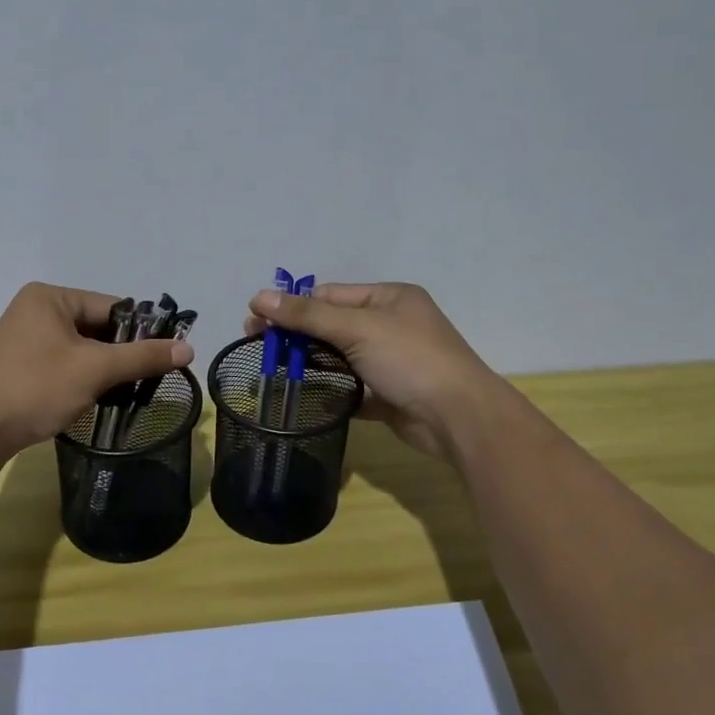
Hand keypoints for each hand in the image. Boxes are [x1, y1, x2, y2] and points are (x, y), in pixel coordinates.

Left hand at [0, 283, 192, 461]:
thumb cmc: (35, 388)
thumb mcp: (95, 369)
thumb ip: (142, 357)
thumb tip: (188, 348)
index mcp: (50, 297)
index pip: (112, 307)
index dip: (141, 332)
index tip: (164, 359)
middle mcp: (36, 310)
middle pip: (98, 327)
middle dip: (122, 354)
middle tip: (146, 381)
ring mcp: (24, 338)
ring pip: (82, 349)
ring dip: (104, 370)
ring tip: (124, 393)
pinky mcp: (20, 365)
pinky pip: (64, 364)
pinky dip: (83, 379)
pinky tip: (95, 399)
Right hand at [245, 282, 511, 459]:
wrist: (458, 418)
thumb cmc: (410, 359)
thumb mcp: (357, 328)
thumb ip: (307, 315)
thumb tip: (259, 296)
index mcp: (388, 298)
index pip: (329, 295)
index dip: (292, 306)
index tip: (255, 320)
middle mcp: (389, 325)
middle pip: (331, 325)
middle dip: (295, 335)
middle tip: (256, 345)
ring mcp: (389, 361)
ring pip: (338, 357)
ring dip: (308, 363)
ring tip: (270, 371)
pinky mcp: (387, 394)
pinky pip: (350, 387)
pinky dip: (328, 390)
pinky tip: (300, 396)